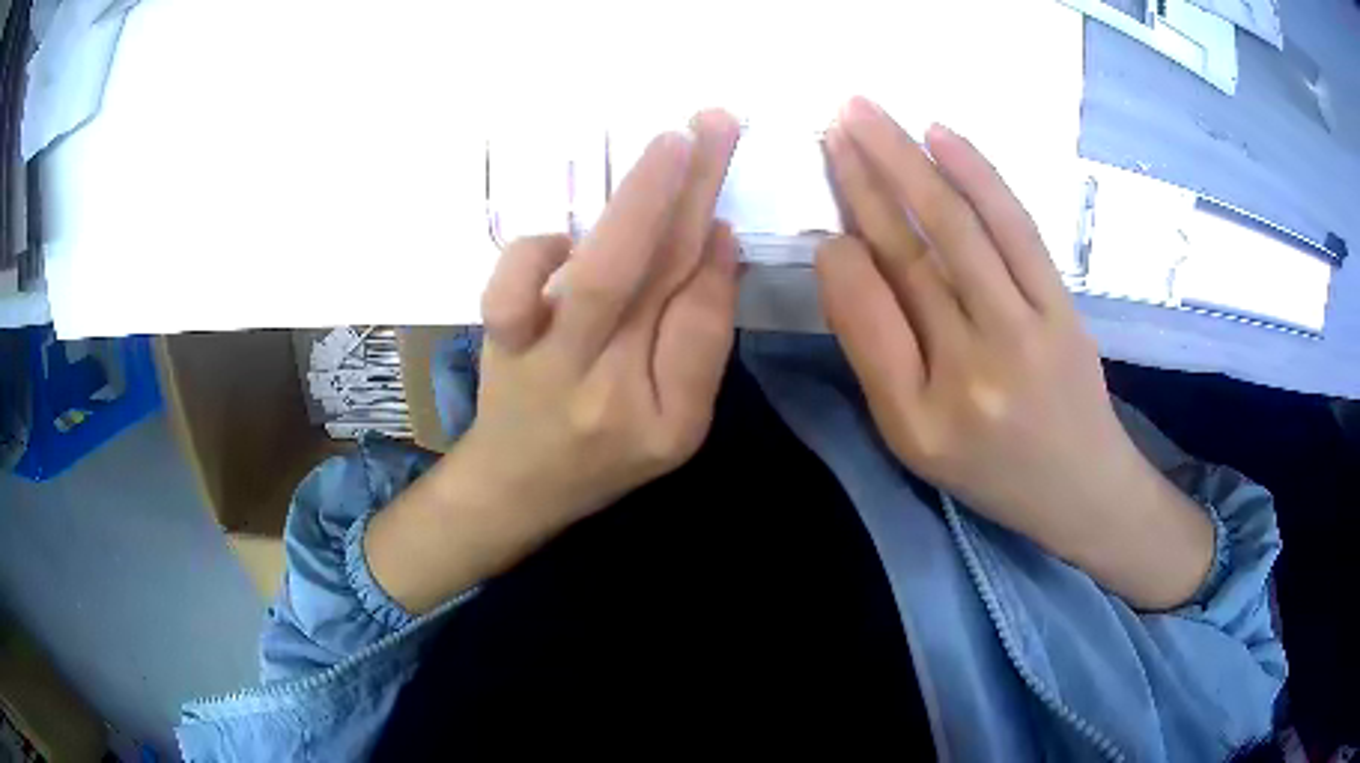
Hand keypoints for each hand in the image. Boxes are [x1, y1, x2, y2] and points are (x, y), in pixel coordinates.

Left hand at [366, 112, 741, 612]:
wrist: (515, 486)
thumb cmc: (604, 457)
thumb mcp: (675, 424)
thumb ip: (698, 341)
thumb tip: (714, 245)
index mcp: (667, 420)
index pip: (703, 324)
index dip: (715, 261)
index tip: (724, 212)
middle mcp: (608, 391)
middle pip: (658, 280)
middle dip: (693, 192)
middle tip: (718, 124)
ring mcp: (546, 365)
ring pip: (596, 277)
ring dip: (637, 202)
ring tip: (672, 144)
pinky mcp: (500, 343)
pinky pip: (512, 291)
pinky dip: (538, 251)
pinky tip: (564, 240)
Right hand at [817, 98, 1211, 608]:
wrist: (1082, 488)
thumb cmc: (990, 471)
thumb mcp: (912, 439)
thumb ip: (874, 353)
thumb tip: (841, 257)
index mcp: (921, 417)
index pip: (868, 311)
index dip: (839, 252)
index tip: (822, 210)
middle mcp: (975, 367)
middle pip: (912, 251)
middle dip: (865, 177)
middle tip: (832, 122)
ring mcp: (1028, 329)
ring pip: (960, 227)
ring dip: (909, 160)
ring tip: (868, 112)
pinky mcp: (1063, 306)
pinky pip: (1016, 229)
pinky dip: (978, 176)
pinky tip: (942, 136)